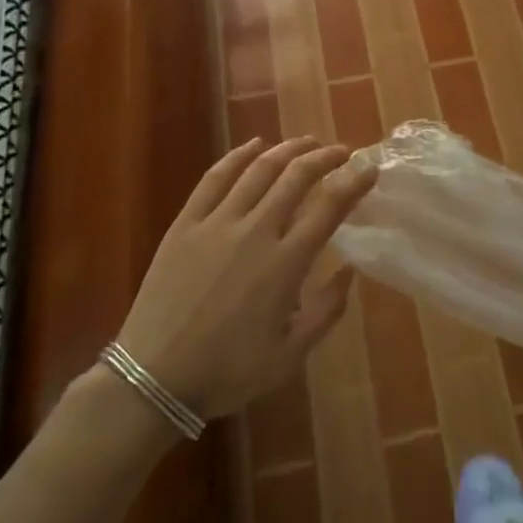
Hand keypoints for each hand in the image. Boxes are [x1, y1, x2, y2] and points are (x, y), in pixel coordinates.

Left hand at [115, 136, 375, 418]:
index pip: (329, 207)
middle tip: (341, 151)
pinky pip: (215, 178)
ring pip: (259, 169)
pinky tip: (254, 145)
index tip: (369, 169)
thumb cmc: (226, 372)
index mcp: (284, 264)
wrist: (153, 379)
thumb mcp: (288, 356)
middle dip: (325, 157)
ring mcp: (217, 222)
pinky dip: (238, 155)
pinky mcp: (186, 222)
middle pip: (296, 177)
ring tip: (307, 142)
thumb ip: (326, 311)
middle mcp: (255, 231)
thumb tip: (349, 270)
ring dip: (288, 149)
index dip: (354, 182)